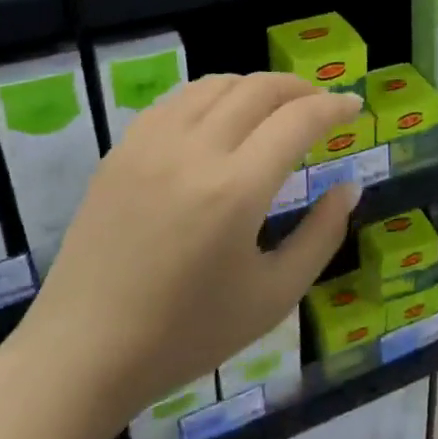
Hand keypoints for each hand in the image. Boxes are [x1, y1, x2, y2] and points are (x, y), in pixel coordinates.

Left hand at [6, 73, 362, 438]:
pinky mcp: (121, 151)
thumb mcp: (274, 297)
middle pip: (259, 89)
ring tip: (275, 107)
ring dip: (256, 86)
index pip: (298, 120)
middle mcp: (194, 152)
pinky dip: (212, 96)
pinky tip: (221, 119)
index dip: (333, 107)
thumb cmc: (187, 334)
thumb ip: (322, 235)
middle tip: (321, 104)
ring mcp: (151, 145)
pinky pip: (177, 100)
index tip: (354, 107)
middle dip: (300, 88)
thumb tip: (349, 186)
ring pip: (216, 84)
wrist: (83, 353)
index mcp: (236, 190)